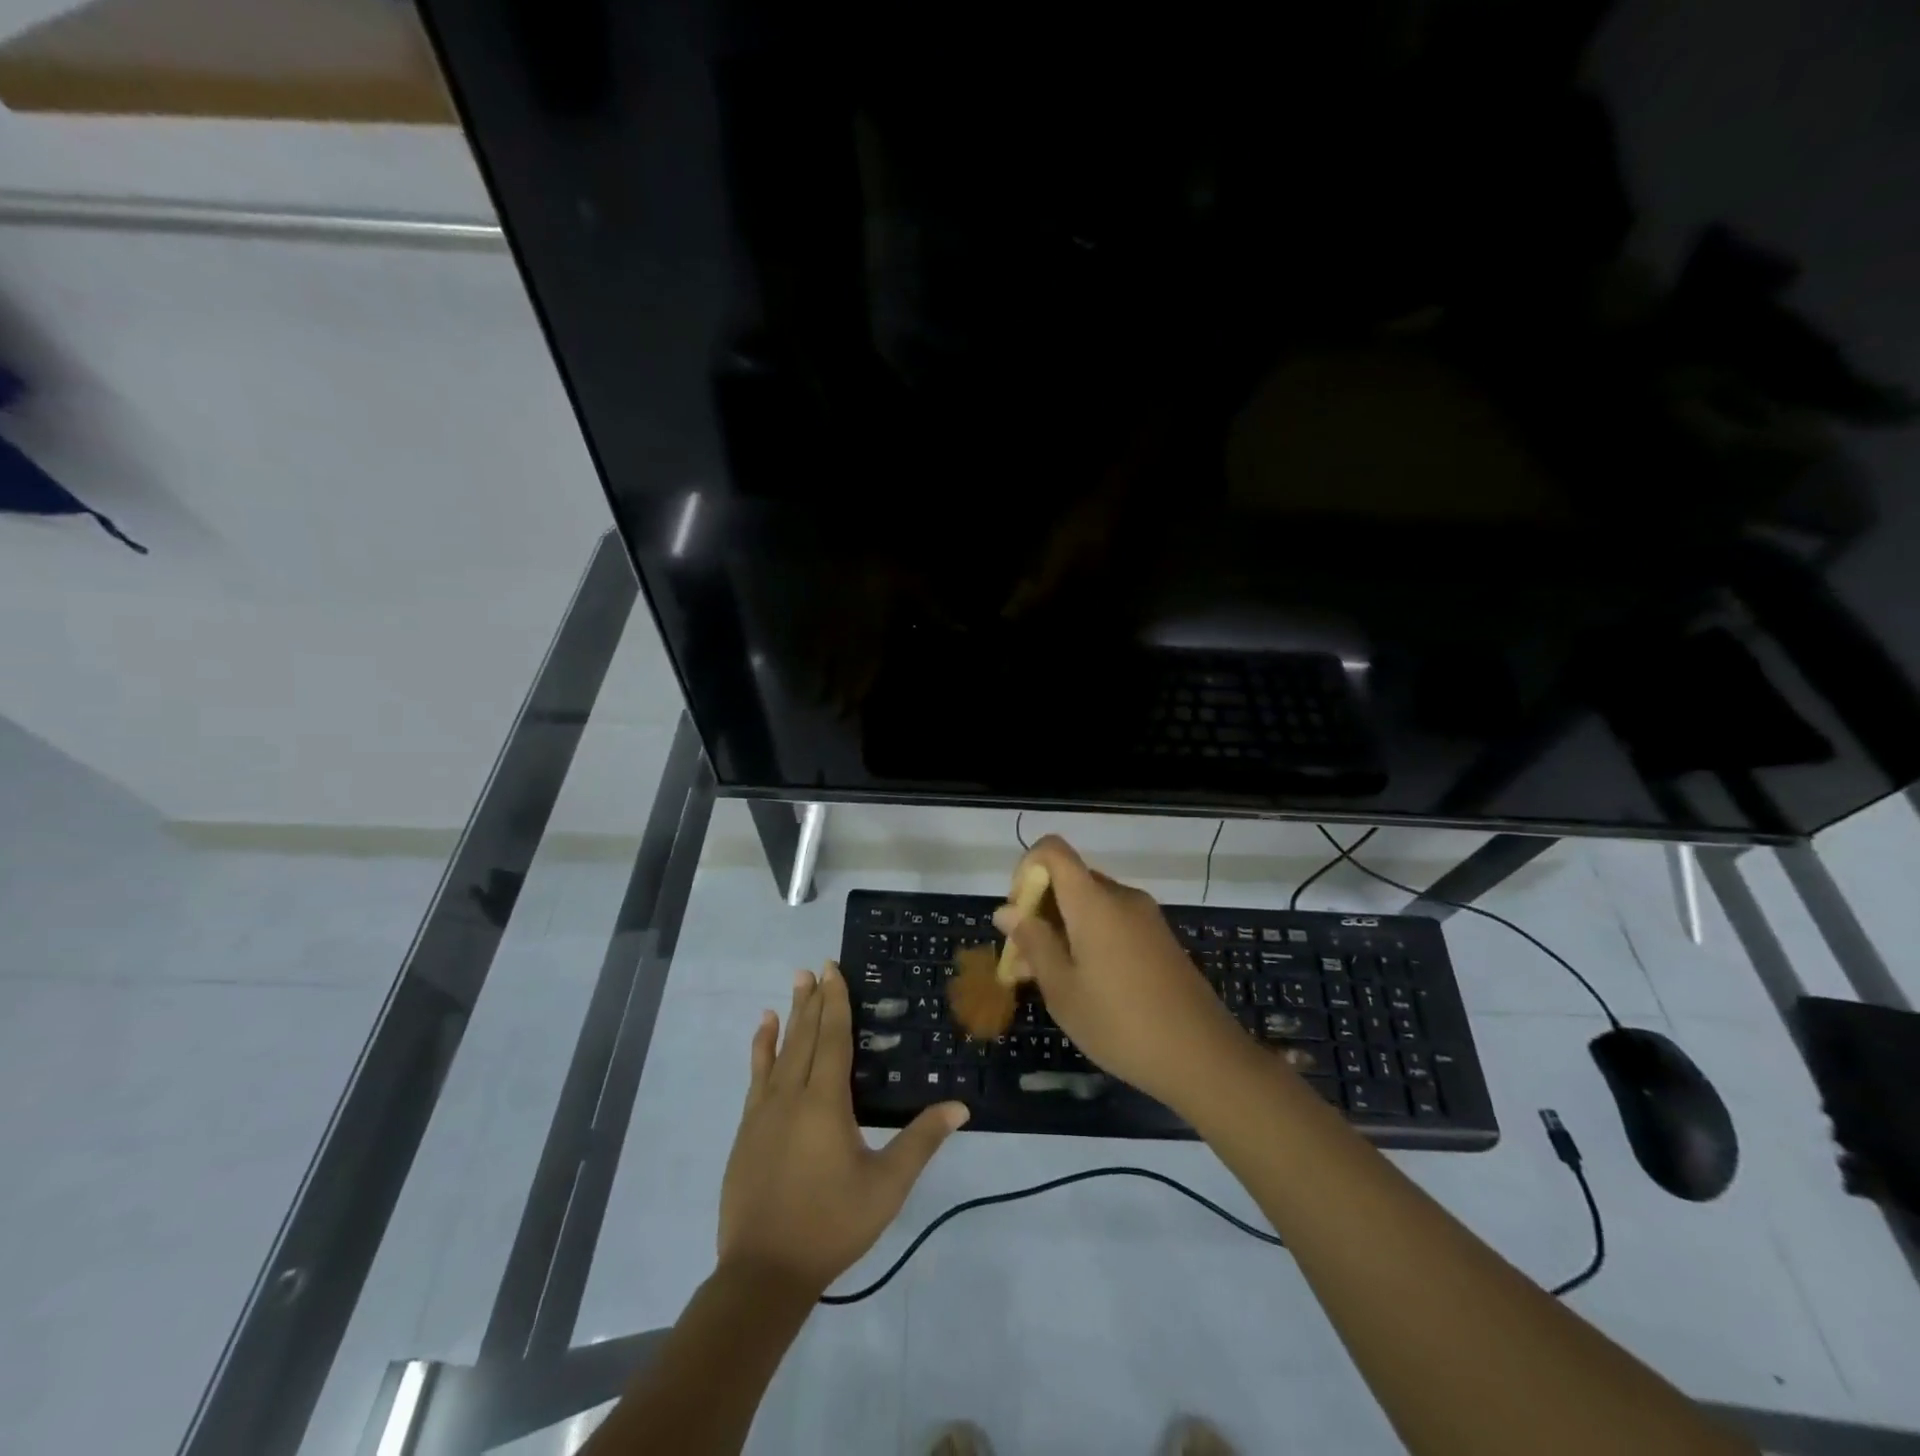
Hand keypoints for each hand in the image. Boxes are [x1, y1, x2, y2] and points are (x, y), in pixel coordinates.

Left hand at [718, 963, 968, 1296]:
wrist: (763, 1272)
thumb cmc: (832, 1225)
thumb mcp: (886, 1186)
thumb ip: (921, 1141)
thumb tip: (960, 1106)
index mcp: (826, 1102)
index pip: (833, 1038)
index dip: (835, 1001)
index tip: (833, 969)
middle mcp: (792, 1095)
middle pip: (806, 1036)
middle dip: (813, 1000)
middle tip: (815, 966)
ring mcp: (763, 1111)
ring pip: (780, 1051)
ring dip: (789, 1017)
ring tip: (793, 985)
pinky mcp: (747, 1129)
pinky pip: (756, 1076)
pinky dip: (760, 1048)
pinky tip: (763, 1031)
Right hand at [994, 836, 1249, 1109]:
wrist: (1204, 1057)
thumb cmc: (1121, 1023)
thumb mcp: (1063, 990)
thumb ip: (1033, 943)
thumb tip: (1007, 910)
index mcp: (1094, 901)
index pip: (1052, 850)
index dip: (1026, 869)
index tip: (1017, 913)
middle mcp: (1121, 897)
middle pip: (1069, 879)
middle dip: (1039, 910)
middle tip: (1023, 961)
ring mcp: (1145, 917)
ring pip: (1089, 904)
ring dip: (1061, 928)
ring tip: (1046, 980)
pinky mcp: (1159, 938)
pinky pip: (1112, 921)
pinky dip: (1088, 938)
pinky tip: (1083, 984)